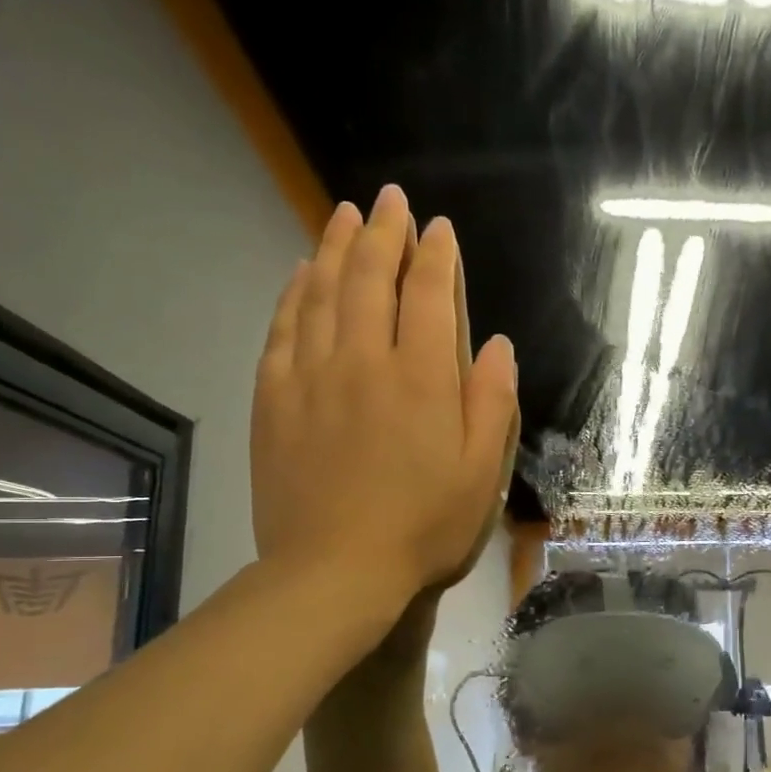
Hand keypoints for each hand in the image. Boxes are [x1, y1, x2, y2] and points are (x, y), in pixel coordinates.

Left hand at [250, 186, 517, 602]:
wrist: (335, 571)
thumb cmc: (425, 527)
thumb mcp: (483, 474)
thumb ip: (493, 403)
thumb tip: (496, 344)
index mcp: (422, 380)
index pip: (428, 295)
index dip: (436, 256)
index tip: (438, 228)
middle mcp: (364, 362)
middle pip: (371, 278)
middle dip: (384, 232)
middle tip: (390, 200)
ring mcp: (312, 377)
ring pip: (323, 293)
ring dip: (336, 248)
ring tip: (344, 214)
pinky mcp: (274, 400)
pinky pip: (283, 329)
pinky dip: (294, 293)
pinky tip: (302, 274)